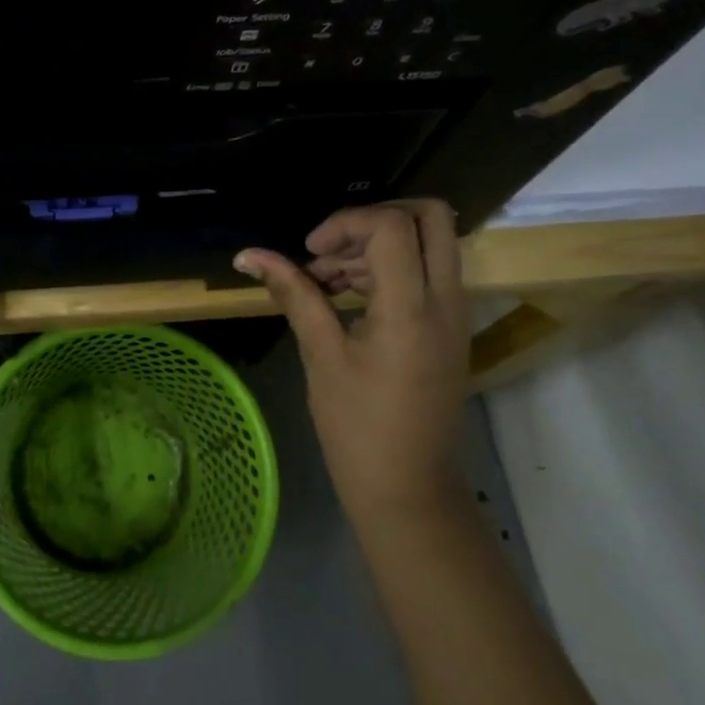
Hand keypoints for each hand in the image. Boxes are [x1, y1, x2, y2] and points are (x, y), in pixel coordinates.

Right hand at [234, 202, 470, 532]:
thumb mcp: (320, 354)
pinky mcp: (451, 327)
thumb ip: (292, 293)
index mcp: (411, 308)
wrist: (407, 487)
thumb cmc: (356, 426)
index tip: (309, 253)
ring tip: (327, 282)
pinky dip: (391, 268)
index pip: (390, 226)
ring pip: (429, 243)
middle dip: (376, 218)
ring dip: (378, 246)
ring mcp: (455, 314)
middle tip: (333, 247)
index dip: (344, 224)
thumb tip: (248, 255)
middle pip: (430, 216)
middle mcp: (446, 300)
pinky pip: (429, 272)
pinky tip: (347, 297)